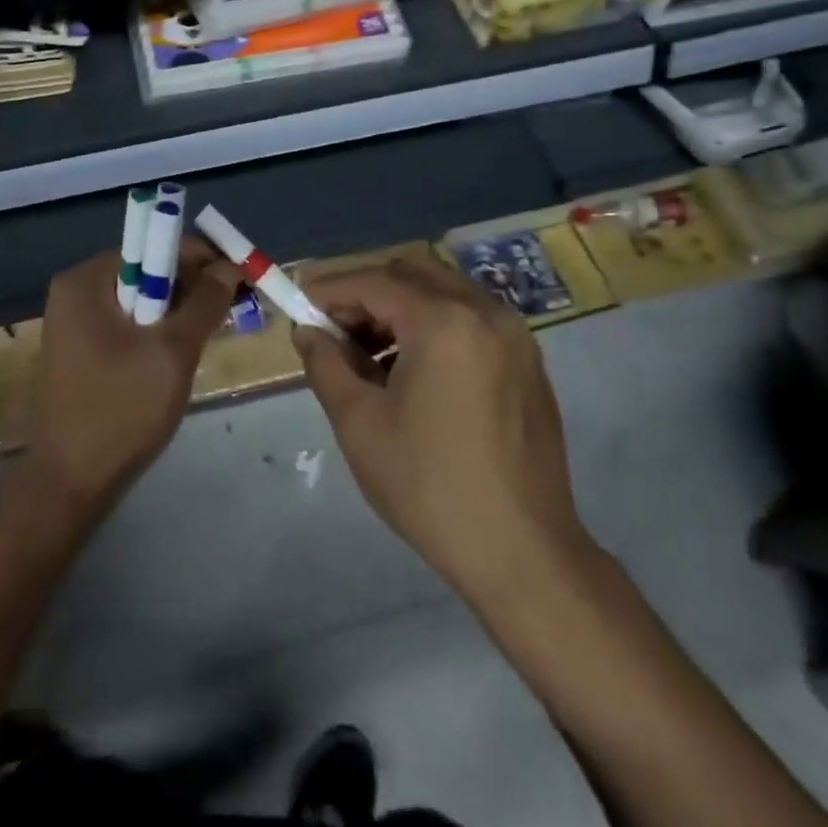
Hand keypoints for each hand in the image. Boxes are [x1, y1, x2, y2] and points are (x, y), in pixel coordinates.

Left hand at [23, 239, 240, 522]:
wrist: (70, 483)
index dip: (202, 258)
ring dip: (180, 311)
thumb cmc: (121, 410)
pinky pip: (129, 322)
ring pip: (142, 299)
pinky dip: (159, 330)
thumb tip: (230, 266)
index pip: (154, 246)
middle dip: (193, 286)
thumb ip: (205, 302)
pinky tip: (183, 351)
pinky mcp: (82, 348)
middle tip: (234, 308)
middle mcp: (76, 291)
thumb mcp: (173, 351)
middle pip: (148, 270)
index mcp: (87, 280)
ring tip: (216, 331)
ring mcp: (76, 321)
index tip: (240, 279)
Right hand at [295, 256, 592, 605]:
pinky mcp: (528, 361)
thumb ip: (326, 364)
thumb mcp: (359, 424)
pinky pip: (471, 319)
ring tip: (369, 353)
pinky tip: (414, 370)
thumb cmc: (429, 486)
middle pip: (413, 274)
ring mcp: (515, 335)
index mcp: (445, 322)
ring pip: (445, 293)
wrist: (523, 552)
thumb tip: (308, 332)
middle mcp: (485, 312)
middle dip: (367, 292)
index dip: (331, 289)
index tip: (300, 305)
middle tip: (335, 327)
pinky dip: (434, 324)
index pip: (375, 282)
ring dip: (401, 307)